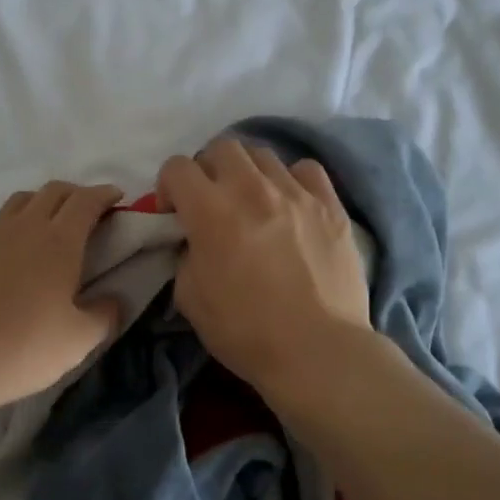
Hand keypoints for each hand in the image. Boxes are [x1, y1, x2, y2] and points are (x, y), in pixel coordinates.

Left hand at [0, 181, 123, 413]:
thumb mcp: (77, 342)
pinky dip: (10, 230)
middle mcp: (23, 228)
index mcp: (58, 242)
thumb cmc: (21, 349)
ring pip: (19, 202)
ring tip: (48, 228)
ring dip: (40, 204)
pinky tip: (8, 260)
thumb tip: (115, 300)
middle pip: (53, 191)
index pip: (86, 201)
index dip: (104, 194)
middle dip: (75, 193)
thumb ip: (104, 316)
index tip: (116, 198)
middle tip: (87, 212)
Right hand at [158, 139, 370, 389]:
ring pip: (263, 154)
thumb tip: (194, 241)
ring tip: (252, 202)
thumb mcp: (190, 298)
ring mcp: (296, 192)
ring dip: (248, 173)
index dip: (168, 186)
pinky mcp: (331, 205)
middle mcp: (252, 188)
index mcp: (210, 210)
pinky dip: (292, 180)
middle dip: (208, 169)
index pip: (177, 167)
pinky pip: (307, 170)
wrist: (318, 351)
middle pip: (221, 148)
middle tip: (211, 201)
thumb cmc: (245, 331)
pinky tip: (292, 203)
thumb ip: (184, 256)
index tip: (174, 213)